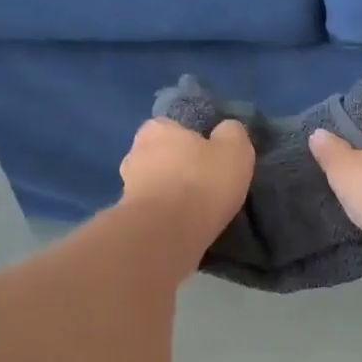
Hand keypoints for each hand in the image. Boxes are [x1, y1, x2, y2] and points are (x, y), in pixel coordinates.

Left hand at [118, 118, 255, 258]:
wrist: (167, 234)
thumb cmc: (201, 183)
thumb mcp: (235, 150)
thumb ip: (232, 133)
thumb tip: (226, 131)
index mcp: (157, 128)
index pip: (176, 128)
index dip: (195, 143)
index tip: (212, 160)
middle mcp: (134, 152)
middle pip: (162, 156)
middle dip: (179, 168)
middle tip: (205, 186)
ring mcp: (126, 186)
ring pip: (155, 185)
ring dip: (170, 195)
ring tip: (195, 211)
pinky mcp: (127, 217)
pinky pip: (152, 211)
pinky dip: (165, 216)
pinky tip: (182, 227)